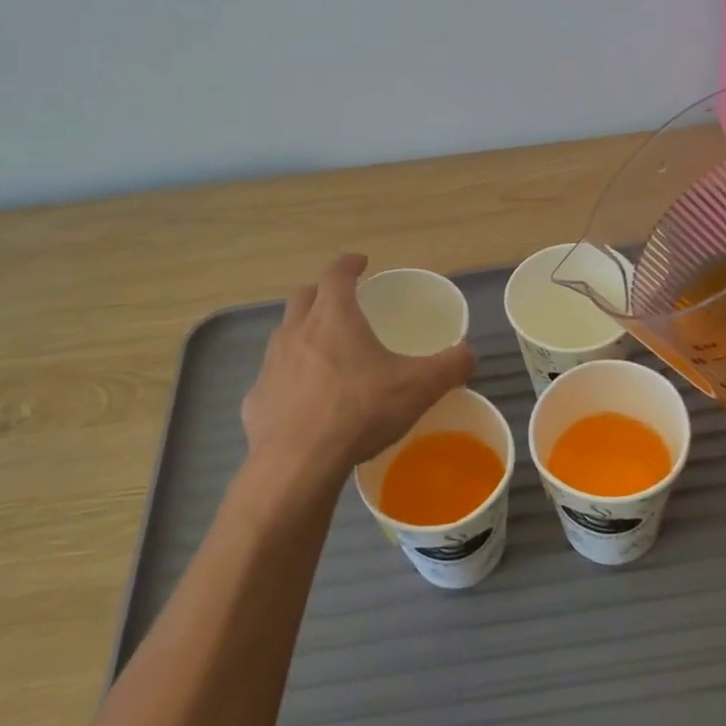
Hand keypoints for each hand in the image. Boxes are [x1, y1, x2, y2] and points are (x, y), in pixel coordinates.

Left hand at [240, 254, 476, 481]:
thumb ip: (448, 367)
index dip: (349, 263)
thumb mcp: (417, 388)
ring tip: (324, 352)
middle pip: (304, 296)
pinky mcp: (256, 399)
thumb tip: (469, 354)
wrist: (297, 463)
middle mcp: (295, 331)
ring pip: (284, 335)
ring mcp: (270, 365)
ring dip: (302, 334)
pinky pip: (273, 379)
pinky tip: (304, 402)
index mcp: (333, 316)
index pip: (336, 273)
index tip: (361, 262)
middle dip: (321, 293)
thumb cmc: (359, 411)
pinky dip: (289, 379)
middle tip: (341, 303)